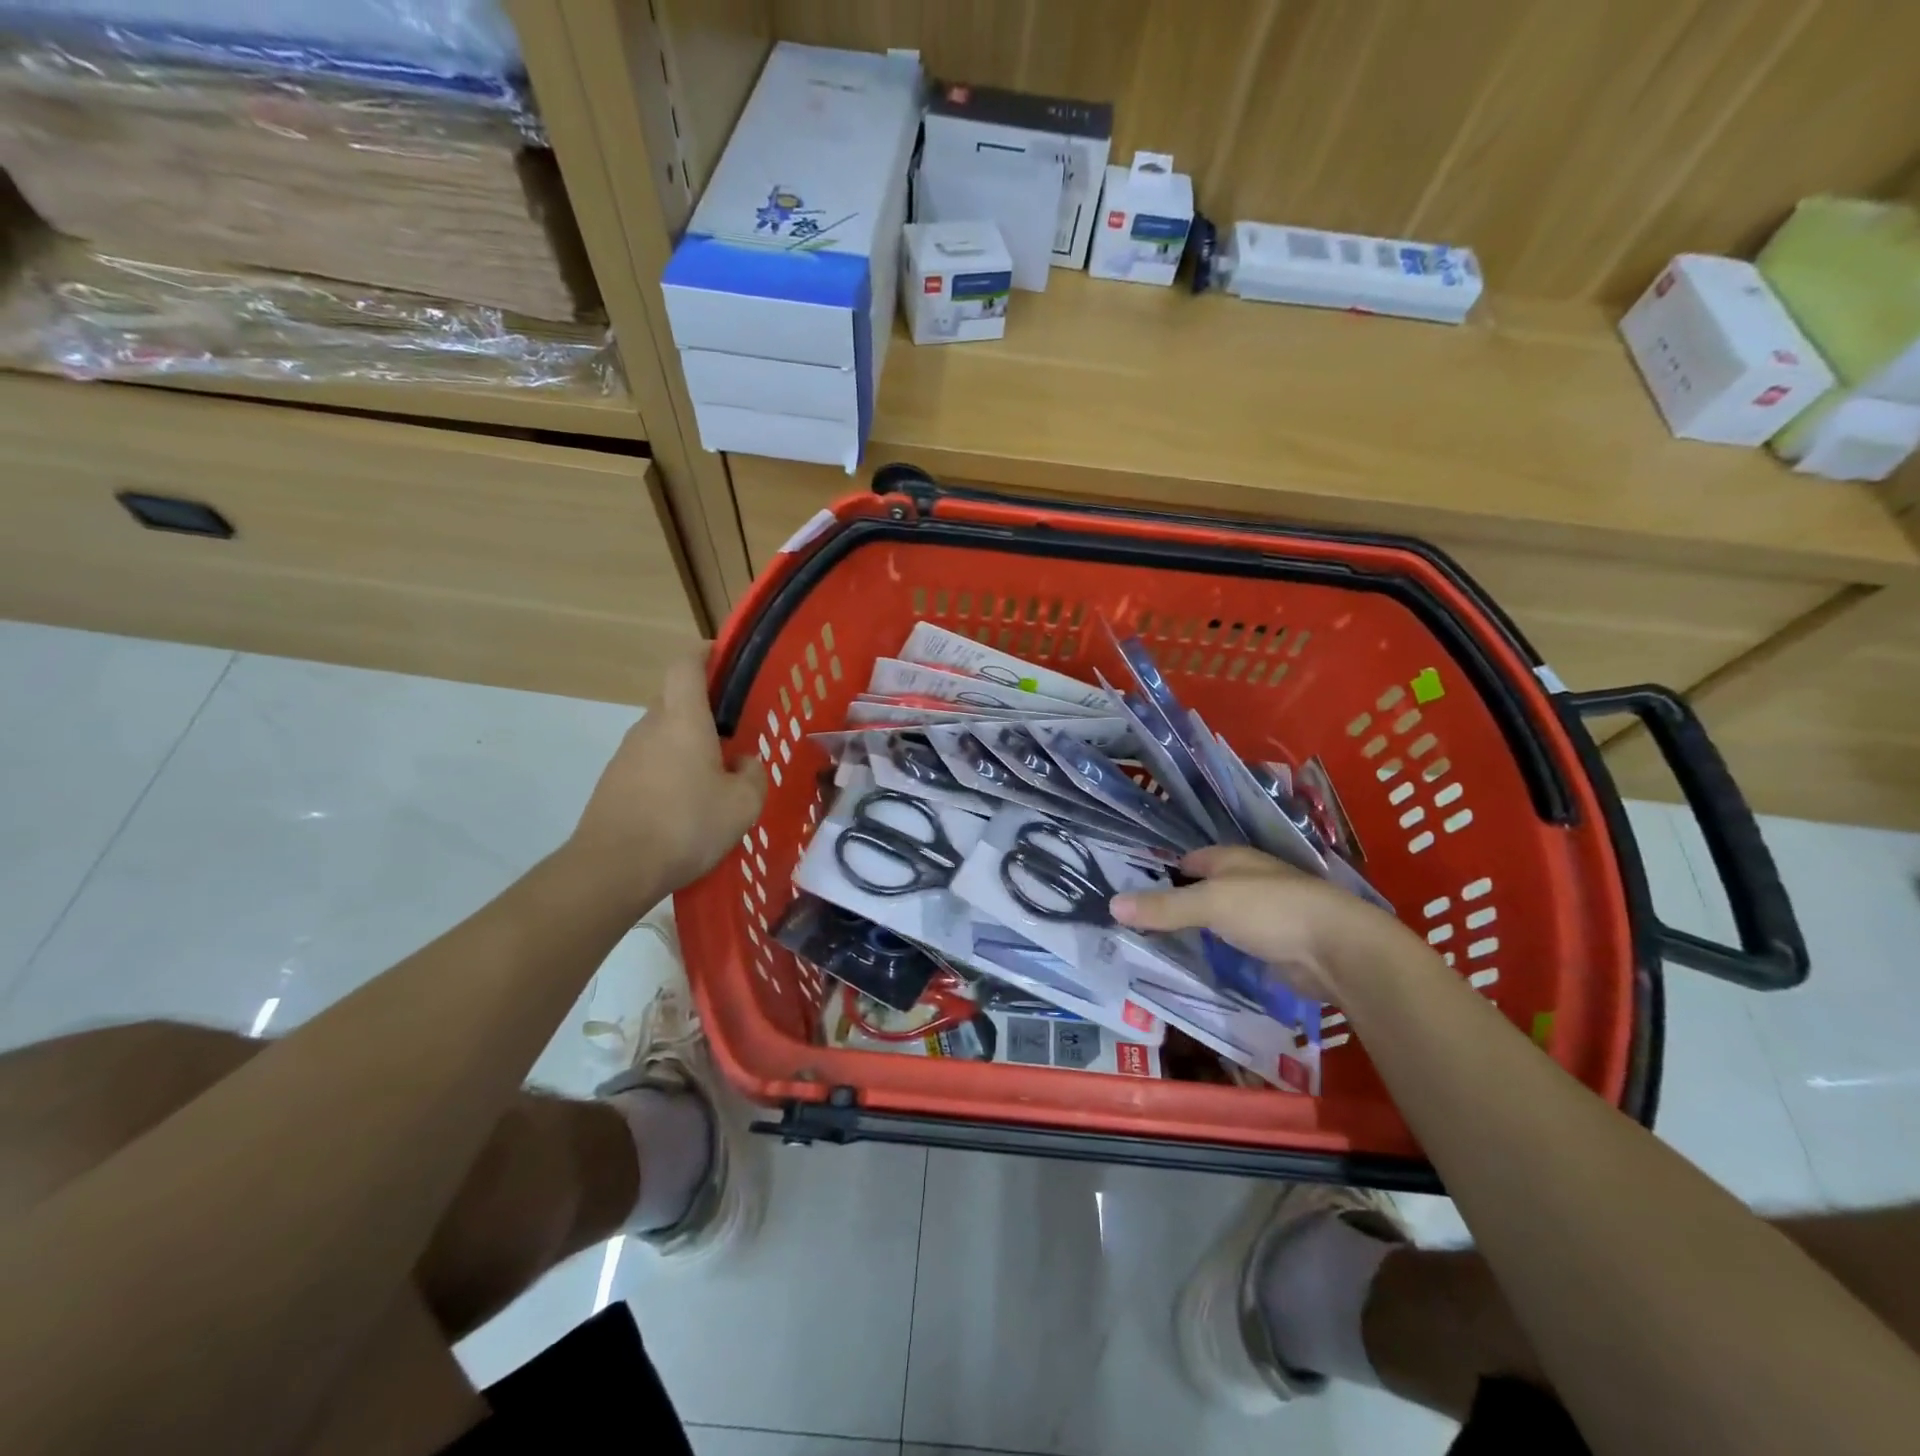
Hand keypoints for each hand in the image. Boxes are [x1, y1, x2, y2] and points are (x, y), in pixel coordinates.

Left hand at [569, 652, 767, 905]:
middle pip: (675, 700)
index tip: (724, 657)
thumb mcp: (743, 804)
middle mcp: (650, 727)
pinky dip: (670, 772)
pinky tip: (686, 807)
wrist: (613, 869)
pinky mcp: (613, 783)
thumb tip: (743, 761)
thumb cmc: (686, 825)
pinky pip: (650, 763)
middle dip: (704, 710)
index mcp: (683, 719)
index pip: (686, 665)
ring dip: (688, 745)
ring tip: (715, 779)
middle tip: (735, 734)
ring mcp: (626, 755)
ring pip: (663, 735)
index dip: (704, 653)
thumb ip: (752, 774)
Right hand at [1111, 846, 1432, 1002]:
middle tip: (1139, 923)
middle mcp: (1247, 880)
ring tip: (1160, 945)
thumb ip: (1163, 907)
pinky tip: (1200, 963)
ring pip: (1220, 918)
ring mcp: (1264, 912)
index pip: (1189, 859)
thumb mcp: (1209, 904)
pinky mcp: (1276, 943)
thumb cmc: (1270, 910)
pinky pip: (1236, 944)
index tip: (1133, 891)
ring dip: (1198, 929)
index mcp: (1231, 859)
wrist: (1337, 949)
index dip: (1163, 871)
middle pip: (1203, 888)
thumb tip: (1112, 904)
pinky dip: (1219, 950)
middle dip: (1177, 902)